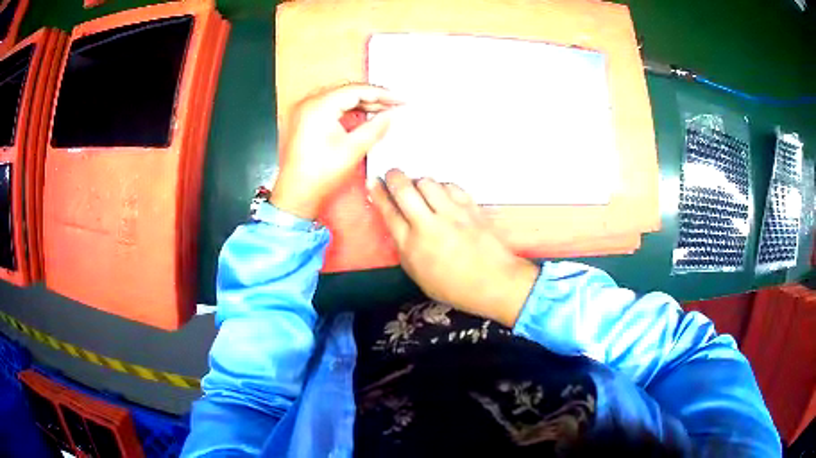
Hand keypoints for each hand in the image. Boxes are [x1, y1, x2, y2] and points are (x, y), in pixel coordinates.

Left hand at [272, 83, 401, 218]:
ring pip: (340, 97)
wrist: (296, 195)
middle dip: (373, 97)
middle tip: (395, 104)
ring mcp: (304, 110)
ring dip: (362, 102)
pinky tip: (363, 115)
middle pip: (348, 90)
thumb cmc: (319, 175)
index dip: (382, 94)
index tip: (400, 100)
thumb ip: (376, 127)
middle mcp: (309, 102)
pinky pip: (331, 106)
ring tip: (383, 109)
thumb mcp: (353, 149)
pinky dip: (348, 109)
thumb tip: (391, 115)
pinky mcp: (304, 119)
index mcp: (318, 106)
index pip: (356, 90)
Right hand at [370, 170, 540, 326]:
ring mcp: (451, 214)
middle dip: (394, 176)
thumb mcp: (419, 276)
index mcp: (411, 246)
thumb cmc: (455, 287)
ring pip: (428, 183)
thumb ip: (406, 249)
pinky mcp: (470, 207)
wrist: (494, 282)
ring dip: (419, 181)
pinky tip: (443, 194)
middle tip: (393, 174)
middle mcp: (428, 225)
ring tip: (420, 187)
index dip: (378, 193)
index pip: (388, 212)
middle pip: (404, 189)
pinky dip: (442, 187)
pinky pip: (451, 186)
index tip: (373, 181)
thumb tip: (400, 226)